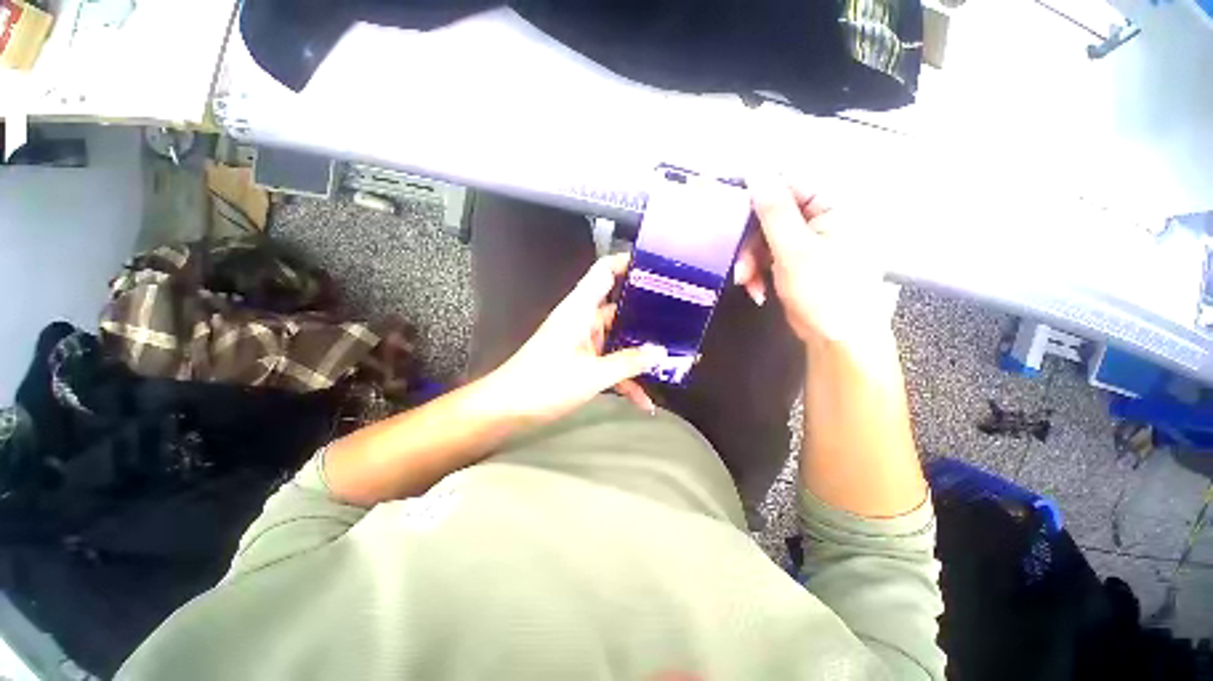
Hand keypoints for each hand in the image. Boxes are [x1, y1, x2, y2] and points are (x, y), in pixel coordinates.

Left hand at [482, 254, 666, 422]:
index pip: (604, 271)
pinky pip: (610, 364)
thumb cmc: (544, 384)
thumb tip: (661, 353)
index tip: (658, 267)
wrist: (506, 410)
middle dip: (648, 315)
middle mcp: (583, 320)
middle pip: (619, 307)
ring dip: (640, 351)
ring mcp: (583, 342)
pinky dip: (625, 378)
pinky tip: (644, 401)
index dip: (628, 262)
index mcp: (580, 309)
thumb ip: (628, 363)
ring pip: (618, 339)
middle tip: (681, 318)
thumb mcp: (591, 375)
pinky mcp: (582, 362)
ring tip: (672, 358)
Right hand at [733, 174, 889, 345]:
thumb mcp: (795, 250)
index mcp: (832, 206)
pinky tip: (757, 290)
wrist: (836, 339)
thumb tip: (757, 172)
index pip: (787, 184)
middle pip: (769, 215)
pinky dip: (757, 272)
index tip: (728, 208)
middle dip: (750, 243)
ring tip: (746, 283)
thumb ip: (774, 211)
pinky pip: (767, 256)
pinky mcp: (795, 261)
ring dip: (750, 262)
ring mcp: (807, 241)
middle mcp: (820, 218)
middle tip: (739, 265)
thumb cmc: (825, 292)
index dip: (755, 194)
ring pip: (763, 239)